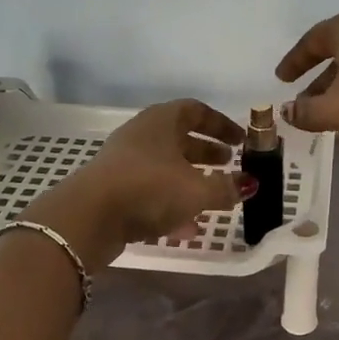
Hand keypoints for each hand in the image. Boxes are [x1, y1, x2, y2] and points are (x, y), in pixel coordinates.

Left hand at [22, 99, 250, 270]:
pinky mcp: (113, 191)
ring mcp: (124, 163)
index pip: (196, 111)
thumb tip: (249, 183)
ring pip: (166, 167)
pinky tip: (187, 228)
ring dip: (191, 181)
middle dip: (207, 153)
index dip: (221, 125)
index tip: (241, 141)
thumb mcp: (197, 190)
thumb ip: (227, 188)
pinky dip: (171, 204)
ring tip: (214, 200)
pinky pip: (150, 191)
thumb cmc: (149, 189)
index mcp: (162, 121)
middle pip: (180, 138)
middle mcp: (142, 136)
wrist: (88, 217)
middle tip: (230, 165)